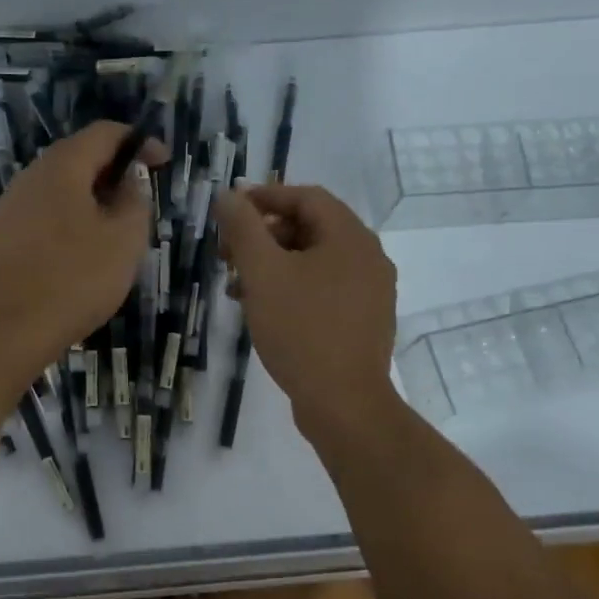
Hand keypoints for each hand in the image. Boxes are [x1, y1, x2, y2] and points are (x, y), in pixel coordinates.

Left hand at [0, 122, 163, 388]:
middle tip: (139, 201)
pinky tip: (78, 254)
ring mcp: (8, 207)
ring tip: (113, 230)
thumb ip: (135, 199)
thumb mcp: (124, 240)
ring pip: (57, 189)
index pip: (104, 133)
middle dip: (112, 172)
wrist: (6, 332)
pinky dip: (66, 220)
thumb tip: (131, 177)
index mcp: (61, 167)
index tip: (162, 164)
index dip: (138, 142)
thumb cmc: (74, 280)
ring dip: (89, 199)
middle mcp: (29, 177)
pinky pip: (40, 215)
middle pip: (77, 158)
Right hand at [214, 183, 399, 440]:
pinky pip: (323, 289)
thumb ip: (243, 228)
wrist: (344, 403)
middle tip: (228, 254)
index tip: (229, 212)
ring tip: (237, 288)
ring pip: (314, 261)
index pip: (306, 197)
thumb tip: (228, 195)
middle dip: (263, 236)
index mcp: (350, 237)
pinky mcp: (363, 320)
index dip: (264, 197)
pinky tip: (263, 311)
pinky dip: (291, 288)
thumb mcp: (263, 272)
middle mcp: (368, 257)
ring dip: (272, 265)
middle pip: (310, 228)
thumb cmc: (301, 329)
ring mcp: (370, 291)